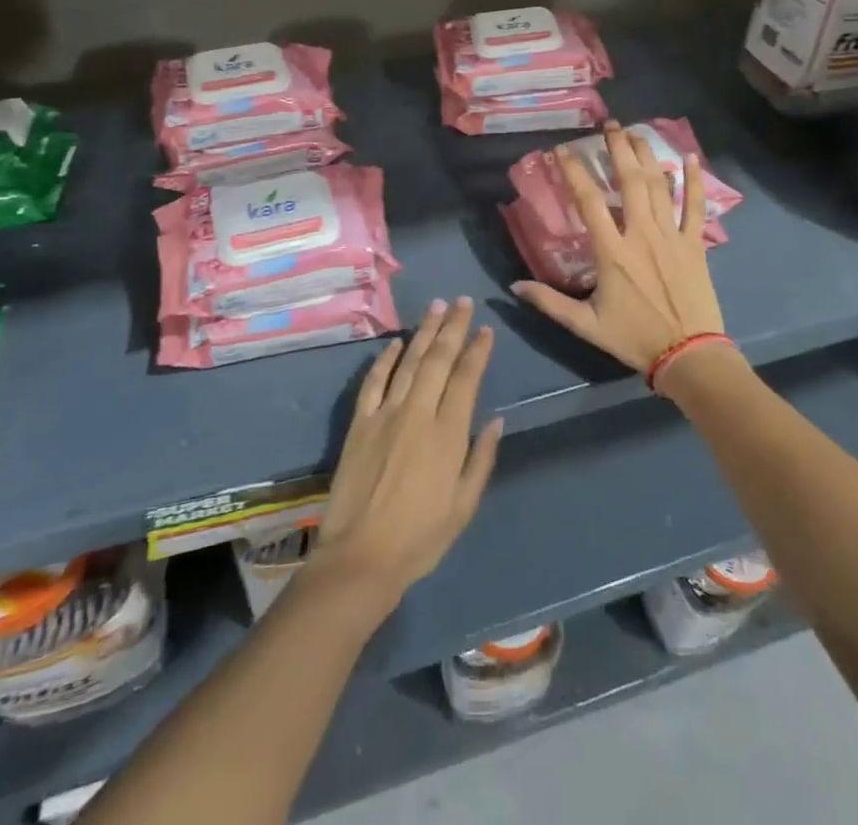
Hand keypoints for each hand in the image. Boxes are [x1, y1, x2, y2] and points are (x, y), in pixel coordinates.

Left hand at [308, 298, 502, 609]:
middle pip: (438, 360)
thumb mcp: (464, 506)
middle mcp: (417, 413)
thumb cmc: (420, 538)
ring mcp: (385, 414)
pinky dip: (386, 359)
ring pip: (408, 362)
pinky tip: (396, 343)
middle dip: (452, 327)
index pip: (466, 379)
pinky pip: (374, 381)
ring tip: (435, 306)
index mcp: (447, 434)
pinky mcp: (360, 422)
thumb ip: (481, 459)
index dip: (477, 351)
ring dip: (423, 332)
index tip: (486, 330)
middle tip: (461, 301)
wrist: (360, 556)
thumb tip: (497, 421)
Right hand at [512, 123, 724, 372]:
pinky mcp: (695, 244)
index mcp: (612, 252)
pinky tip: (691, 159)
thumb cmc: (635, 338)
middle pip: (630, 182)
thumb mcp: (586, 324)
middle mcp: (642, 234)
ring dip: (648, 156)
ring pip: (660, 187)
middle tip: (609, 126)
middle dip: (618, 149)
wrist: (690, 355)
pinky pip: (696, 207)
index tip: (562, 150)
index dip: (575, 173)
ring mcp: (672, 236)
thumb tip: (514, 287)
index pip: (589, 202)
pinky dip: (695, 182)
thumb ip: (550, 303)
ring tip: (636, 133)